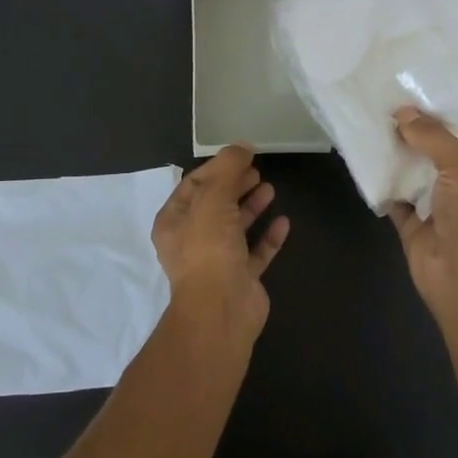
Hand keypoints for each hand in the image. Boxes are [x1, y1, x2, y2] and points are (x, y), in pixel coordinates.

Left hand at [152, 145, 289, 346]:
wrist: (221, 311)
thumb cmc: (208, 249)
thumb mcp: (213, 199)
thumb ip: (227, 169)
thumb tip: (242, 146)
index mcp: (174, 222)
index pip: (194, 185)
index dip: (217, 168)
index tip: (241, 155)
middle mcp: (192, 241)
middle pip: (215, 205)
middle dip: (234, 185)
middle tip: (256, 170)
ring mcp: (217, 261)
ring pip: (235, 227)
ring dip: (251, 207)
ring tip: (270, 189)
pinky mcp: (241, 278)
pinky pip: (256, 252)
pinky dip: (268, 236)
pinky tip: (284, 222)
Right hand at [388, 108, 457, 322]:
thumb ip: (434, 137)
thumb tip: (402, 112)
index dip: (445, 115)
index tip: (417, 92)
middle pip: (437, 152)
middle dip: (416, 132)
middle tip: (384, 102)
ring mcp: (439, 208)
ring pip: (414, 173)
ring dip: (396, 154)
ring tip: (369, 122)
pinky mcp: (413, 226)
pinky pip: (394, 198)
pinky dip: (381, 182)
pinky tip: (363, 159)